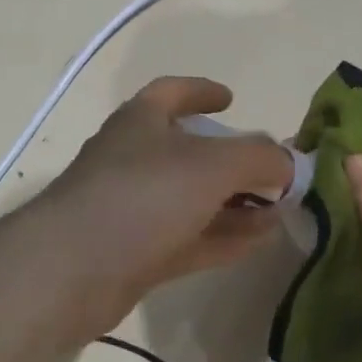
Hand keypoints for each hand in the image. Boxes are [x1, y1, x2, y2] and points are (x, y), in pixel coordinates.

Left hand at [40, 77, 294, 334]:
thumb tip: (288, 163)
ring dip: (236, 203)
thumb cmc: (143, 196)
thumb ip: (259, 157)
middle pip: (190, 151)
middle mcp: (134, 160)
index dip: (202, 91)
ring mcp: (134, 209)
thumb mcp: (213, 165)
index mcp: (141, 122)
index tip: (232, 99)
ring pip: (193, 200)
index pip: (172, 92)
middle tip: (272, 171)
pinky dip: (224, 236)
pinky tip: (260, 240)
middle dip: (233, 160)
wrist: (73, 269)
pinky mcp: (136, 253)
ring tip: (279, 210)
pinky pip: (190, 238)